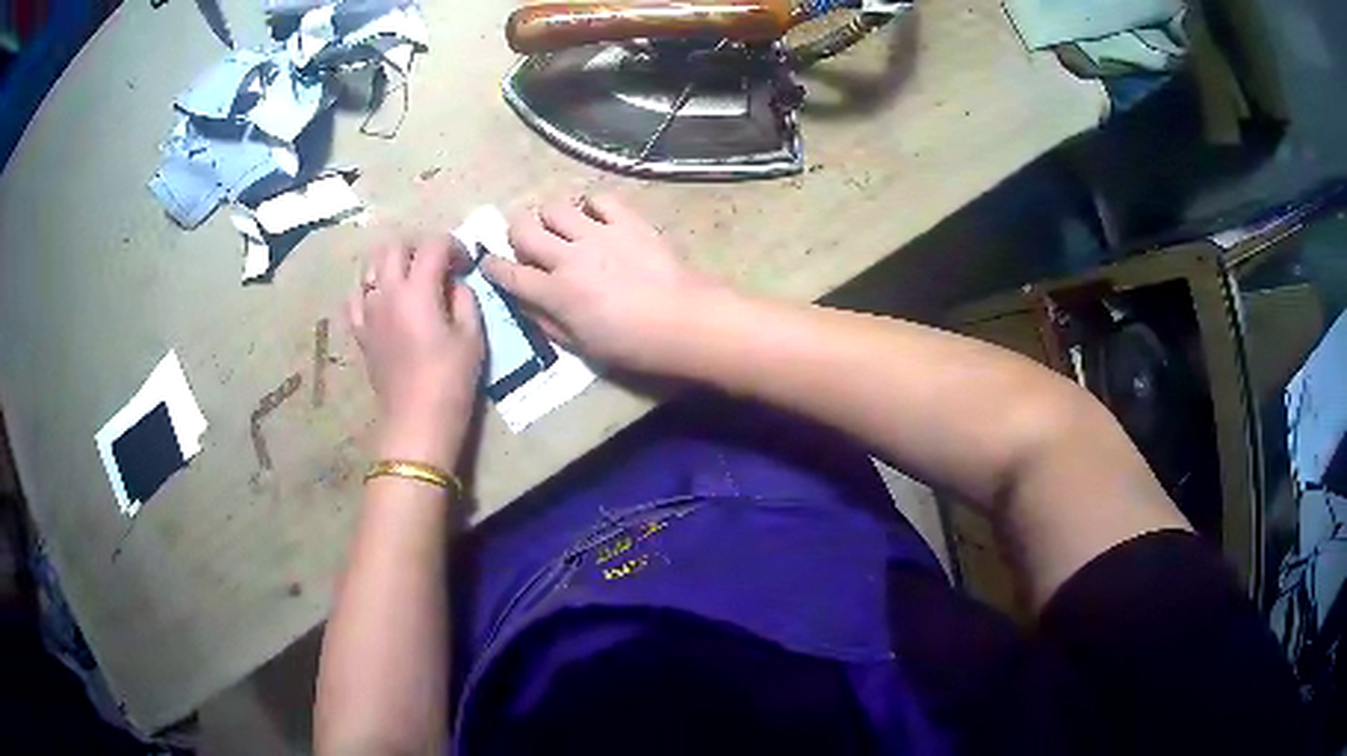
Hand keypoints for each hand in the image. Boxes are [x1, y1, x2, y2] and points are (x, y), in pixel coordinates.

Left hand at [347, 238, 483, 467]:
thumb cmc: (451, 380)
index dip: (453, 246)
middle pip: (394, 246)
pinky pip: (355, 297)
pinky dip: (368, 290)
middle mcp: (386, 292)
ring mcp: (368, 311)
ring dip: (391, 264)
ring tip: (409, 280)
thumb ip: (464, 299)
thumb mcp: (472, 336)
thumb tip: (455, 284)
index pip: (433, 245)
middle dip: (418, 248)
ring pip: (369, 266)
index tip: (465, 263)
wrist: (416, 422)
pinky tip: (382, 300)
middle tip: (436, 266)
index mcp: (417, 290)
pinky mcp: (360, 332)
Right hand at [482, 195, 726, 372]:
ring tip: (561, 226)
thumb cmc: (634, 346)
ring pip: (556, 207)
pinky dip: (592, 205)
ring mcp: (599, 233)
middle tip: (525, 240)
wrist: (686, 323)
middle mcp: (569, 256)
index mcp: (555, 292)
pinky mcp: (628, 221)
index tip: (488, 262)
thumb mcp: (583, 347)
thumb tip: (525, 302)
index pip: (508, 273)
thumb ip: (548, 322)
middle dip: (515, 231)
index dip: (493, 266)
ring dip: (550, 215)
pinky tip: (596, 216)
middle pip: (523, 228)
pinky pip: (601, 199)